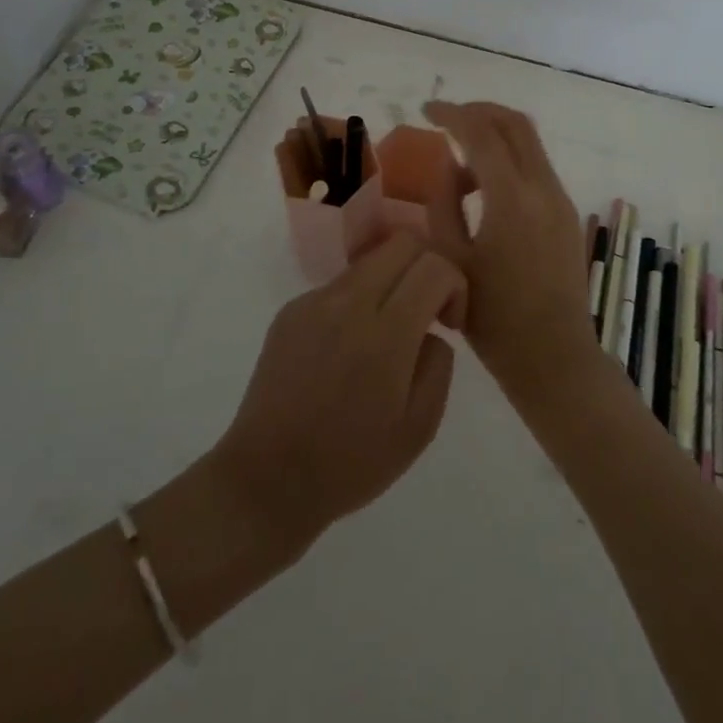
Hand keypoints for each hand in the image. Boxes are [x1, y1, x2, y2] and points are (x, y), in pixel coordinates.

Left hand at [212, 231, 464, 553]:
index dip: (455, 286)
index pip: (434, 266)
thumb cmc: (351, 463)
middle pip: (402, 243)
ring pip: (370, 261)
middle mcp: (347, 303)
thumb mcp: (420, 427)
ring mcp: (313, 302)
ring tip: (387, 335)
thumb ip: (438, 362)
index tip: (450, 324)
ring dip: (392, 283)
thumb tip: (429, 329)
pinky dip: (359, 302)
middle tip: (427, 312)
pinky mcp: (290, 310)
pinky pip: (339, 286)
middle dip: (427, 267)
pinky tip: (348, 351)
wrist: (267, 480)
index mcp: (384, 334)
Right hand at [421, 101, 592, 395]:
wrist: (553, 356)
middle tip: (447, 119)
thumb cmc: (493, 317)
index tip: (426, 111)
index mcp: (511, 198)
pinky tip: (483, 192)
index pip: (481, 133)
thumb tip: (448, 164)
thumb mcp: (451, 259)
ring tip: (458, 168)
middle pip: (514, 123)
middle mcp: (543, 188)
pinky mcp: (566, 214)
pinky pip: (536, 169)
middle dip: (479, 112)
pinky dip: (508, 162)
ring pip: (529, 143)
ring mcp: (560, 199)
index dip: (451, 114)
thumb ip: (444, 202)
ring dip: (494, 137)